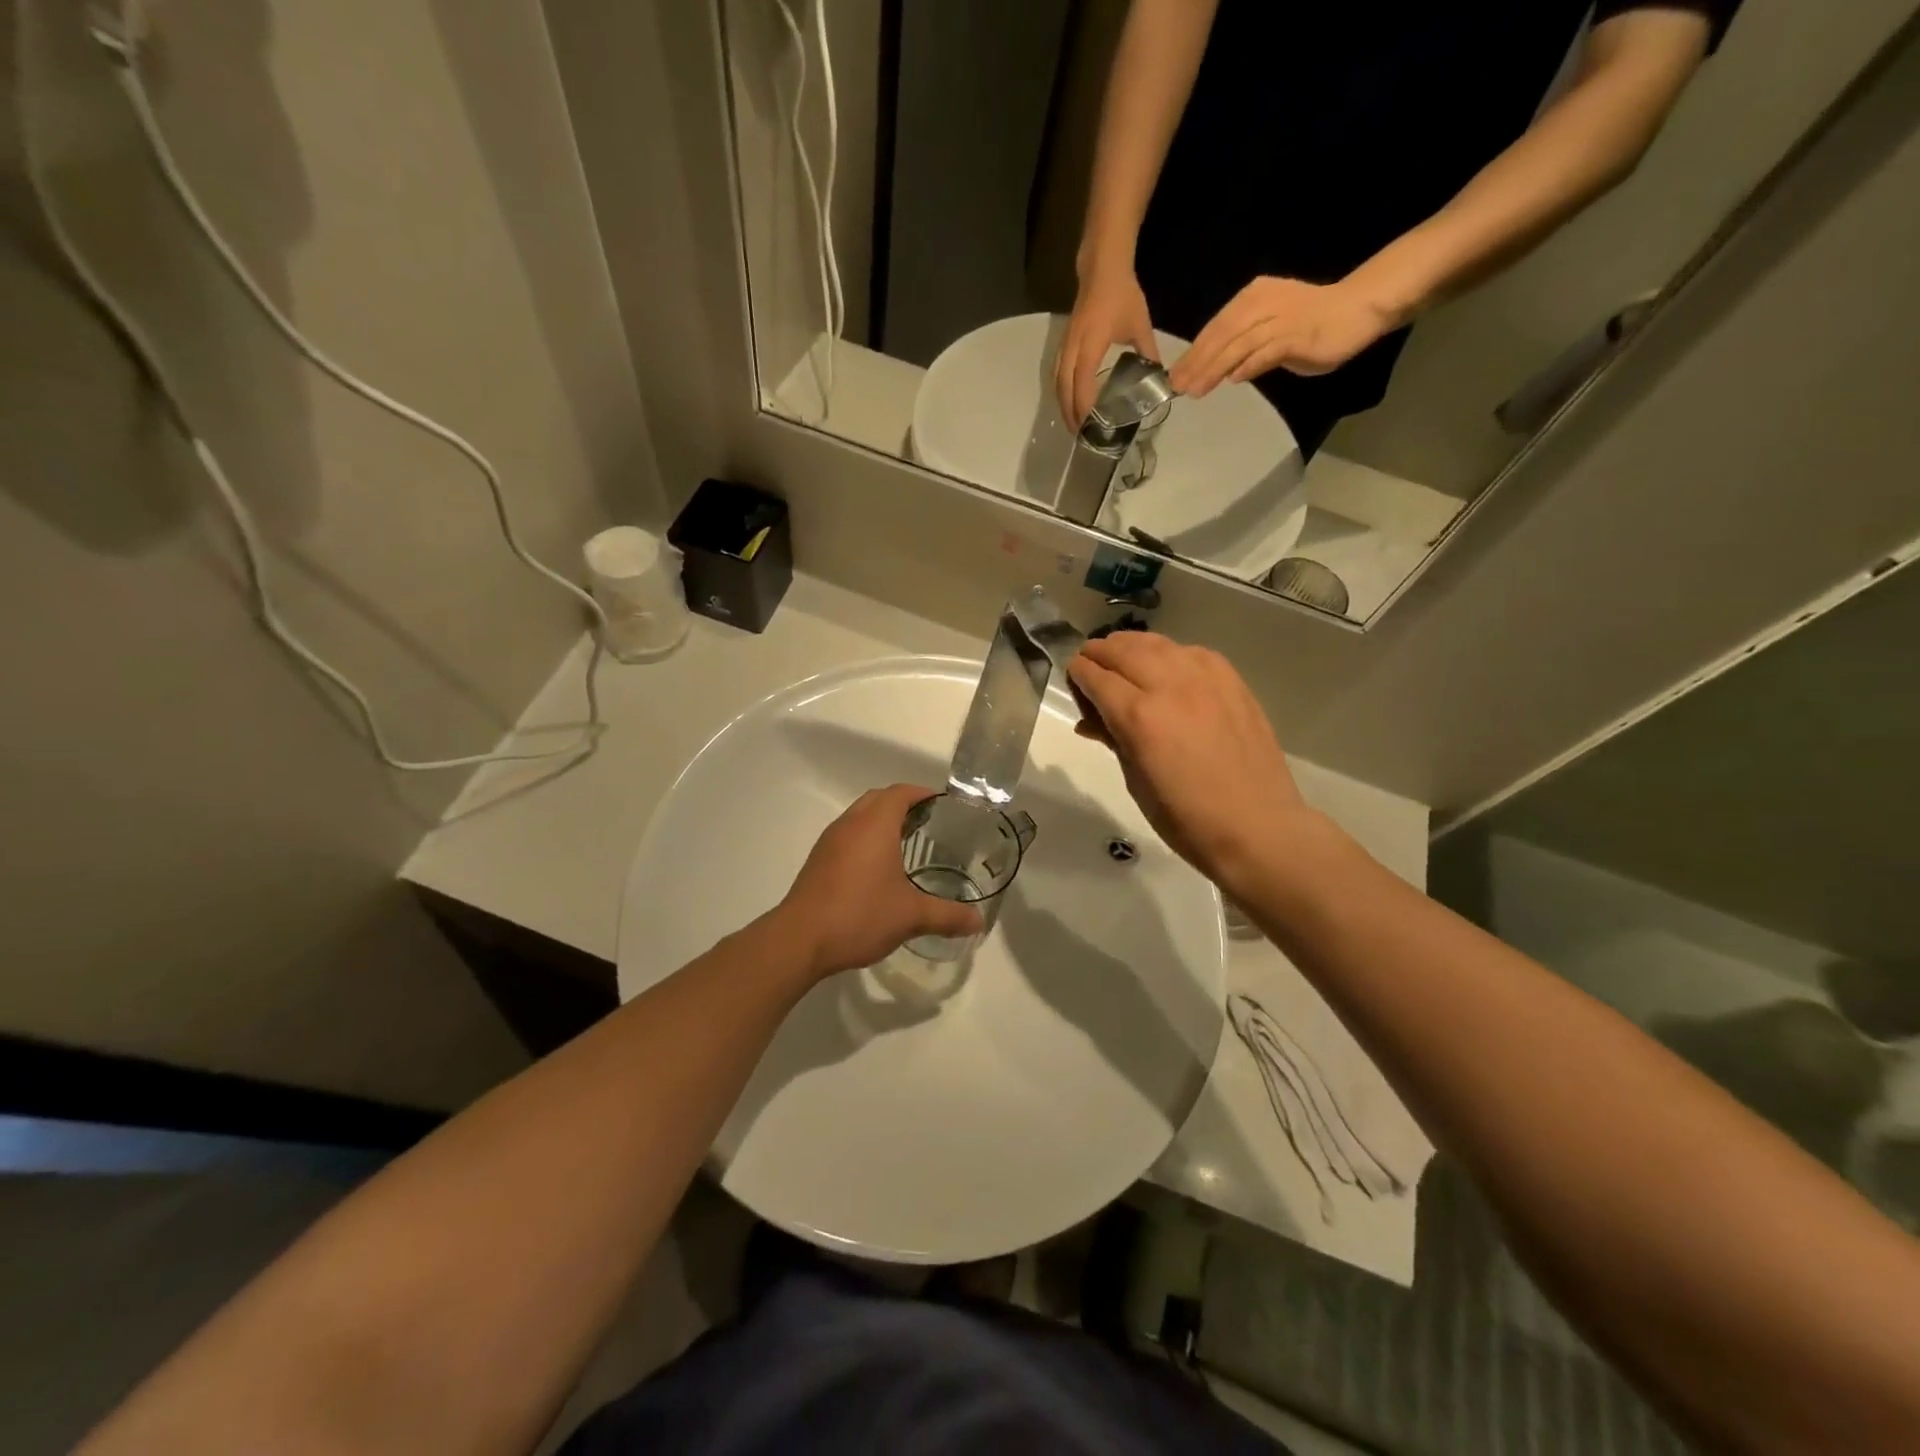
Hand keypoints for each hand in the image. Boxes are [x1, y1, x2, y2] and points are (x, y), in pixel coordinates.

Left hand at [776, 785, 982, 979]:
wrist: (800, 940)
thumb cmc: (860, 915)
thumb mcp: (911, 916)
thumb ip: (947, 915)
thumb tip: (978, 922)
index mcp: (874, 825)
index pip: (900, 792)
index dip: (922, 793)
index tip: (943, 805)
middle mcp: (850, 824)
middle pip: (878, 799)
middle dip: (903, 804)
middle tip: (929, 824)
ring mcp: (830, 841)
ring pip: (859, 816)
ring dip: (881, 821)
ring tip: (907, 844)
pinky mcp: (818, 860)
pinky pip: (847, 836)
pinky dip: (865, 839)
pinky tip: (878, 869)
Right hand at [1055, 265, 1158, 425]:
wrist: (1101, 268)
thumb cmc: (1122, 295)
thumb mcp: (1140, 325)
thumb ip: (1148, 353)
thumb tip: (1160, 379)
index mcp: (1091, 344)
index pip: (1082, 381)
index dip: (1084, 405)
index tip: (1090, 425)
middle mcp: (1073, 348)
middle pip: (1064, 388)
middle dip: (1070, 413)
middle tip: (1080, 435)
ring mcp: (1065, 346)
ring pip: (1057, 383)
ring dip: (1063, 406)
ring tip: (1072, 424)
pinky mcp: (1063, 344)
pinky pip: (1057, 374)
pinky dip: (1061, 393)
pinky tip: (1068, 402)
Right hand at [1066, 634, 1314, 892]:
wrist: (1257, 827)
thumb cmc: (1186, 819)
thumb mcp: (1136, 781)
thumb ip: (1113, 739)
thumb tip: (1091, 720)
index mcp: (1139, 717)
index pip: (1095, 677)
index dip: (1078, 675)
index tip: (1073, 679)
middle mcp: (1169, 686)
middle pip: (1123, 650)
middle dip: (1099, 653)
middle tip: (1090, 663)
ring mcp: (1205, 679)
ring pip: (1157, 643)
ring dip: (1132, 646)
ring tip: (1122, 656)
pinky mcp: (1231, 680)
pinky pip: (1191, 651)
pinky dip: (1169, 653)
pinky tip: (1166, 666)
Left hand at [1167, 276, 1395, 399]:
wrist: (1358, 308)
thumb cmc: (1313, 321)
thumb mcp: (1270, 332)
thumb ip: (1246, 347)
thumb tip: (1224, 371)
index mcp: (1252, 298)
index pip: (1216, 327)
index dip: (1194, 352)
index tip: (1175, 375)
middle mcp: (1262, 303)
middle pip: (1222, 335)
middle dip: (1197, 363)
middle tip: (1178, 386)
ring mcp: (1280, 318)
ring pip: (1239, 345)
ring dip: (1215, 369)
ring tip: (1196, 390)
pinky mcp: (1297, 335)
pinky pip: (1266, 352)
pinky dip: (1248, 366)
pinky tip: (1233, 380)